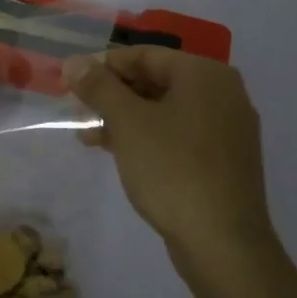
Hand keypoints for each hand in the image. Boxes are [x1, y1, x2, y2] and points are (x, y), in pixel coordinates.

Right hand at [62, 47, 275, 275]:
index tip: (70, 82)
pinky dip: (146, 137)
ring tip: (86, 135)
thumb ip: (99, 87)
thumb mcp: (127, 122)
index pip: (144, 55)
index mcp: (204, 74)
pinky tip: (116, 152)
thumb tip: (74, 61)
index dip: (102, 66)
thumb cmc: (172, 169)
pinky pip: (177, 134)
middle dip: (111, 94)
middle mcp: (222, 93)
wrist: (222, 242)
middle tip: (75, 109)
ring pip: (163, 110)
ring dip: (123, 118)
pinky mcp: (222, 159)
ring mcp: (226, 128)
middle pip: (155, 80)